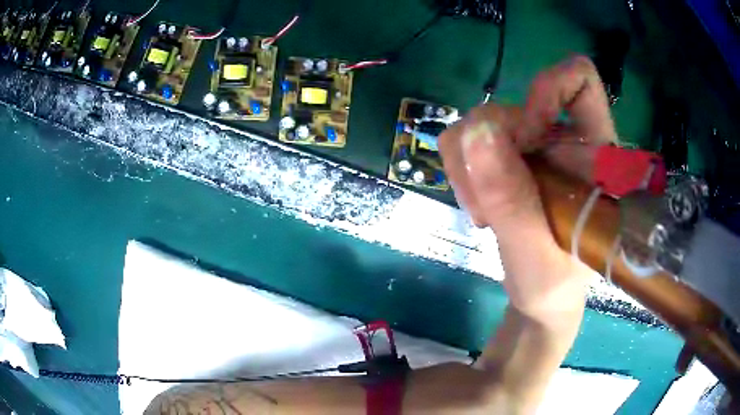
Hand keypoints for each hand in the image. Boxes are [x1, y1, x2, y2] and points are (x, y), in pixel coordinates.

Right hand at [439, 55, 614, 315]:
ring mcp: (530, 145)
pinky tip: (479, 206)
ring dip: (469, 167)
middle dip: (490, 151)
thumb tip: (475, 131)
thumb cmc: (555, 283)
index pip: (580, 81)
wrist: (541, 297)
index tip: (528, 133)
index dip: (550, 88)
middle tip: (491, 205)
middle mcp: (561, 136)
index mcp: (593, 151)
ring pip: (479, 120)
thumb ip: (512, 200)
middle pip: (512, 105)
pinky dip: (461, 171)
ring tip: (486, 215)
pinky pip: (464, 139)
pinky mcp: (504, 156)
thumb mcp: (537, 254)